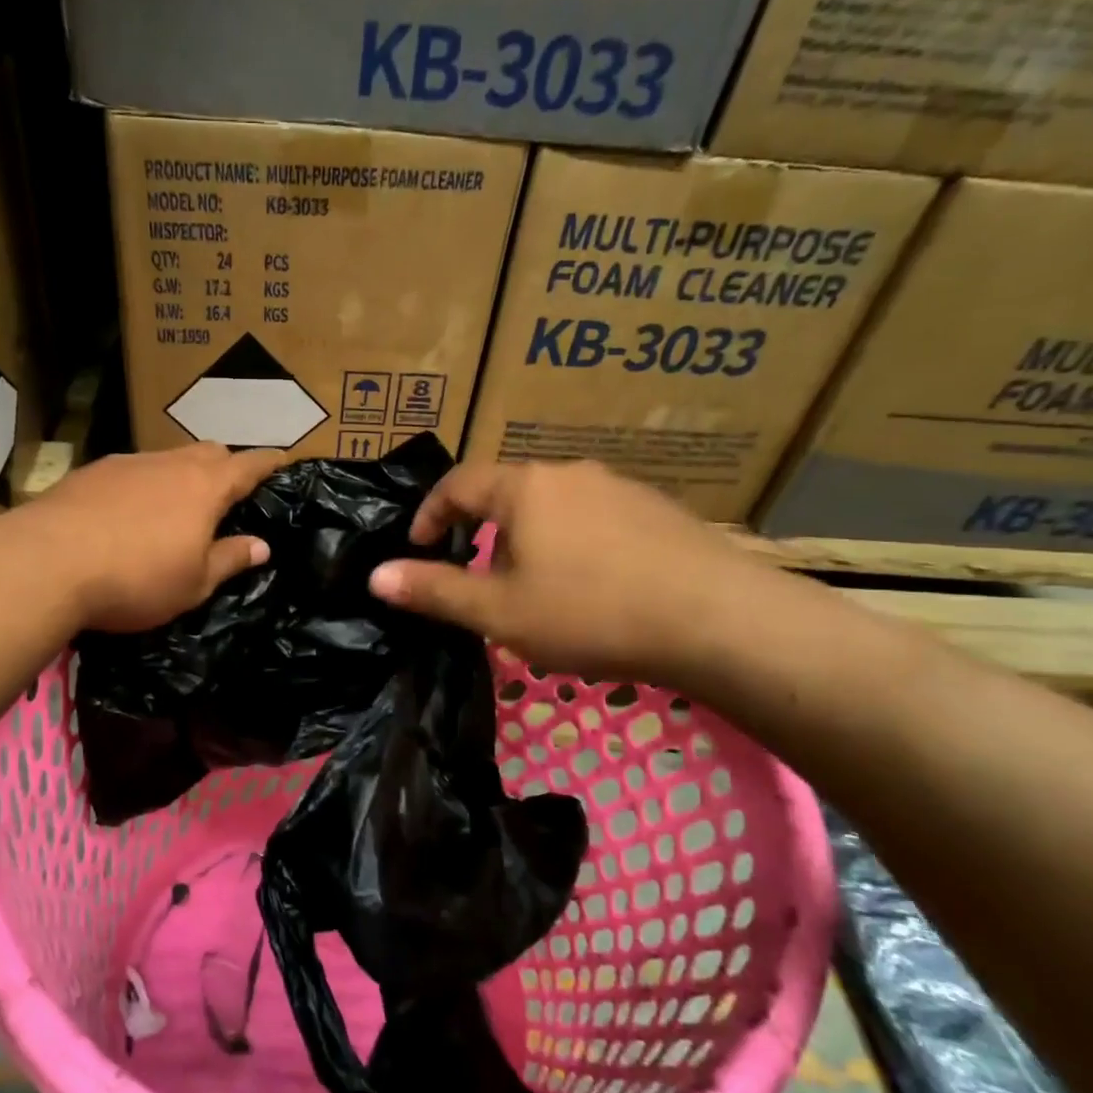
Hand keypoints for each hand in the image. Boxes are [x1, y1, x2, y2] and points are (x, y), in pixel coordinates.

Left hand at [24, 443, 286, 631]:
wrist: (47, 562)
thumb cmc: (136, 578)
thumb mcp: (194, 583)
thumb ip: (230, 560)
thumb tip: (262, 546)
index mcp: (205, 487)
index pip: (249, 464)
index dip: (269, 463)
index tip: (282, 461)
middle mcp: (169, 463)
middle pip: (209, 452)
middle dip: (226, 466)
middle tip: (229, 494)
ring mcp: (127, 463)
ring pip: (168, 459)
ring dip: (181, 475)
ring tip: (177, 506)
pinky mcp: (91, 472)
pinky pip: (132, 470)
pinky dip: (144, 484)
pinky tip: (129, 512)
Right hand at [367, 460, 776, 684]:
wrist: (717, 619)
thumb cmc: (589, 612)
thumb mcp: (498, 612)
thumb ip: (434, 591)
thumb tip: (375, 576)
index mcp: (524, 487)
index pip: (458, 483)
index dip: (429, 514)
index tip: (417, 548)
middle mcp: (569, 473)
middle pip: (506, 494)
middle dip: (481, 533)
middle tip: (478, 580)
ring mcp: (619, 488)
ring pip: (552, 507)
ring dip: (528, 540)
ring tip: (534, 589)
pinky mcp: (657, 511)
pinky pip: (594, 519)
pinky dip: (573, 545)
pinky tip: (592, 587)